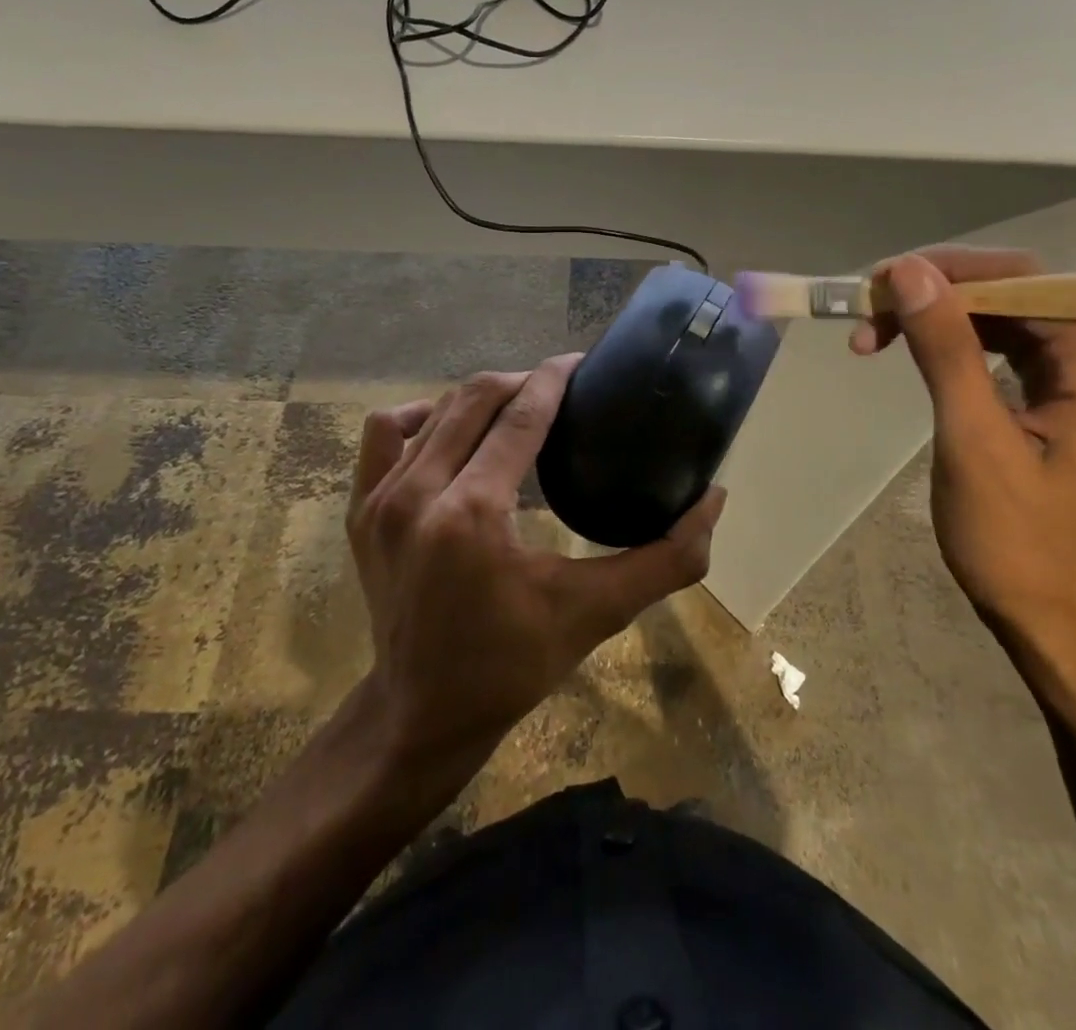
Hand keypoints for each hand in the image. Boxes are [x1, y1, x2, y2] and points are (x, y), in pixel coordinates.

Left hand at [347, 354, 725, 775]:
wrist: (422, 712)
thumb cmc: (512, 664)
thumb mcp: (597, 612)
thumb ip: (665, 558)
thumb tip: (715, 500)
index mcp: (474, 514)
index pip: (521, 415)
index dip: (555, 379)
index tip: (582, 362)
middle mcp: (419, 494)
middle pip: (476, 399)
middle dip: (523, 381)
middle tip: (560, 387)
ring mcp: (381, 500)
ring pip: (434, 411)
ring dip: (479, 398)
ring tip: (514, 407)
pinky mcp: (360, 510)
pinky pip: (385, 434)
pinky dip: (419, 417)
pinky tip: (447, 428)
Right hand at [851, 246, 1075, 666]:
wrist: (1054, 623)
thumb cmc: (1017, 542)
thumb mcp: (973, 440)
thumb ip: (946, 349)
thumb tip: (909, 271)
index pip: (1020, 280)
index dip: (945, 270)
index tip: (878, 285)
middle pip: (1009, 296)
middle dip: (933, 297)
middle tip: (866, 317)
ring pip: (1001, 321)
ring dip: (936, 321)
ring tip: (874, 337)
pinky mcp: (1060, 404)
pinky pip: (1003, 352)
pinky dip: (953, 348)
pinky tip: (915, 356)